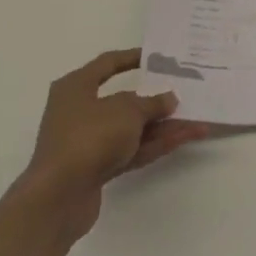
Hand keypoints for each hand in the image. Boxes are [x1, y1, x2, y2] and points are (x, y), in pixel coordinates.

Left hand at [20, 49, 208, 239]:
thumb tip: (168, 99)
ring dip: (163, 126)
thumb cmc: (89, 137)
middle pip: (124, 101)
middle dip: (157, 100)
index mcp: (76, 87)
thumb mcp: (127, 111)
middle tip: (185, 92)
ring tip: (197, 120)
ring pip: (132, 128)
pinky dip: (156, 144)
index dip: (132, 58)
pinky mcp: (97, 167)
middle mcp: (79, 111)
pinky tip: (184, 138)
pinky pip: (132, 149)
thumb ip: (152, 103)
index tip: (157, 58)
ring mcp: (88, 141)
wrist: (58, 197)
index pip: (107, 64)